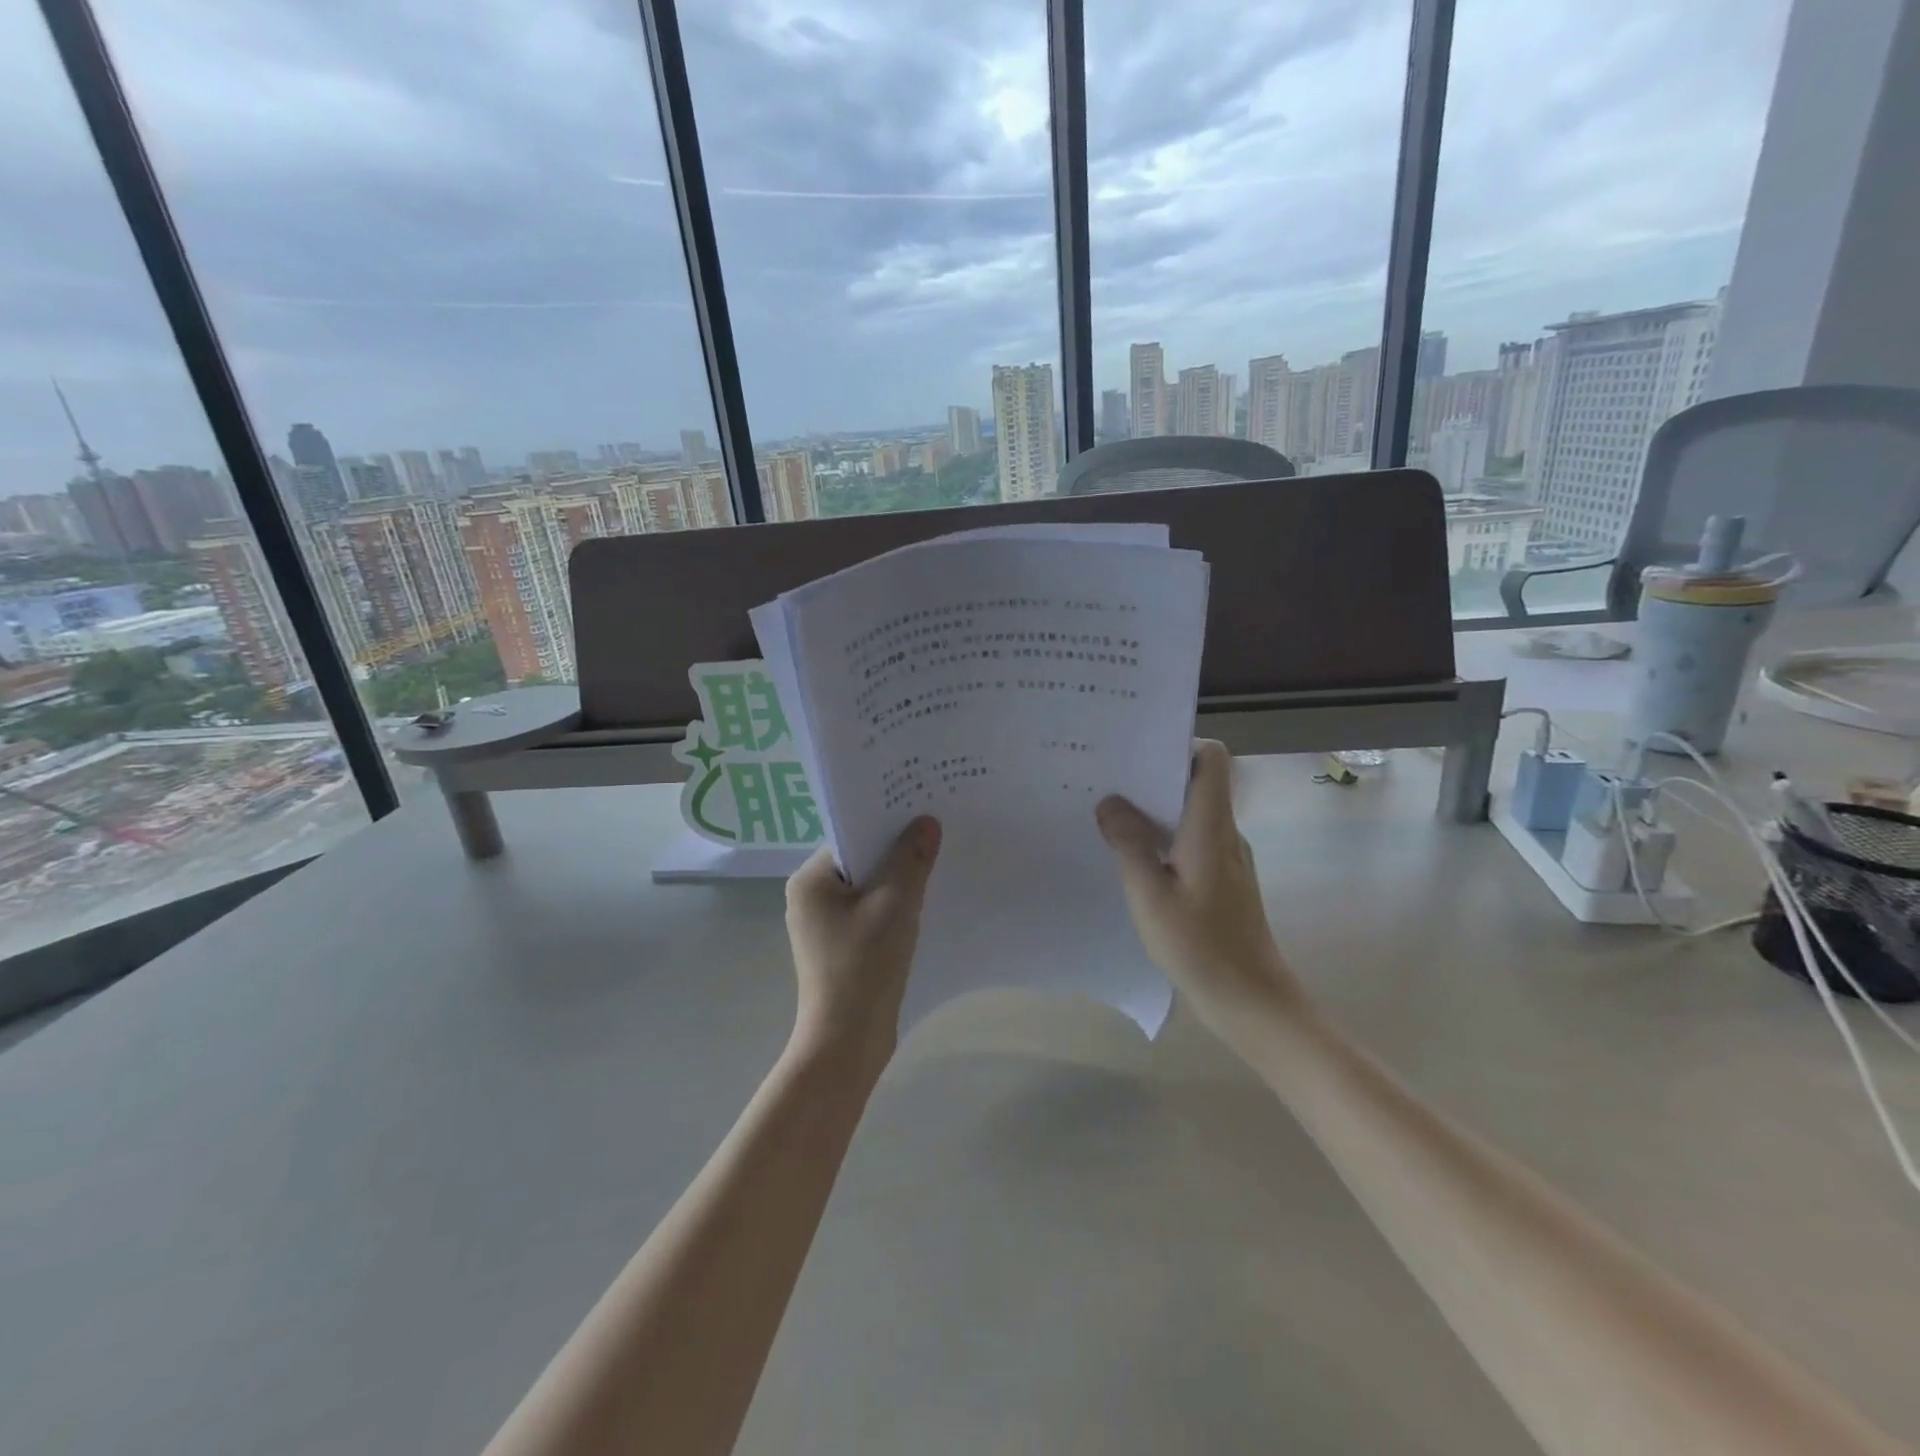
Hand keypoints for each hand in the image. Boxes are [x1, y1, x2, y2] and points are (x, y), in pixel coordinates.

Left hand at [784, 817, 941, 1080]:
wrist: (847, 1043)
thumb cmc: (864, 967)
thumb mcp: (895, 905)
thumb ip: (911, 859)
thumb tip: (926, 822)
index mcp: (810, 881)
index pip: (852, 838)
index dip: (887, 823)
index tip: (923, 813)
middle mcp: (810, 898)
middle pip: (860, 862)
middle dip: (896, 852)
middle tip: (937, 835)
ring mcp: (824, 926)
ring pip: (868, 889)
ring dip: (898, 881)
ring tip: (937, 866)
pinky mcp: (841, 948)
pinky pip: (870, 913)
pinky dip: (894, 907)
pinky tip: (924, 905)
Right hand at [1096, 740, 1307, 1043]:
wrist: (1250, 1000)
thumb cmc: (1199, 944)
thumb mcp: (1149, 894)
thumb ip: (1129, 844)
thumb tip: (1110, 802)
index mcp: (1211, 826)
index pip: (1212, 759)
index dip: (1180, 745)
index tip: (1138, 752)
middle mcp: (1225, 833)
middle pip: (1198, 782)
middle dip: (1154, 776)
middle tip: (1107, 780)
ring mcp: (1227, 858)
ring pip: (1192, 814)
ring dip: (1156, 810)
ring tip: (1111, 815)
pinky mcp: (1223, 881)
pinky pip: (1192, 842)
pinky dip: (1165, 839)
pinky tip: (1134, 858)